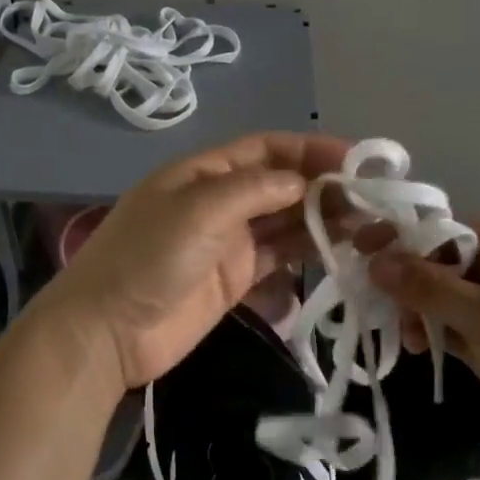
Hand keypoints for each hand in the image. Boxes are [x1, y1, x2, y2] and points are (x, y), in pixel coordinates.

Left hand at [36, 133, 350, 389]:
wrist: (108, 331)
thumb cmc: (148, 258)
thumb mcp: (198, 210)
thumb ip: (254, 190)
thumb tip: (303, 182)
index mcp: (203, 173)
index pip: (265, 149)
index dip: (309, 148)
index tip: (357, 158)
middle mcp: (218, 201)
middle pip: (279, 183)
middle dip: (323, 184)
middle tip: (372, 197)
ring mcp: (227, 241)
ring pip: (283, 220)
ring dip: (322, 217)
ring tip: (368, 221)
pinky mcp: (234, 278)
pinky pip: (277, 255)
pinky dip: (306, 249)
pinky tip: (340, 248)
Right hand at [364, 221, 479, 479]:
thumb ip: (428, 287)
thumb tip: (376, 261)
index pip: (453, 231)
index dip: (407, 237)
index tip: (365, 247)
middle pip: (444, 264)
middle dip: (409, 279)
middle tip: (372, 295)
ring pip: (444, 298)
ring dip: (417, 311)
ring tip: (403, 335)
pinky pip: (451, 328)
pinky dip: (430, 334)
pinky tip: (413, 347)